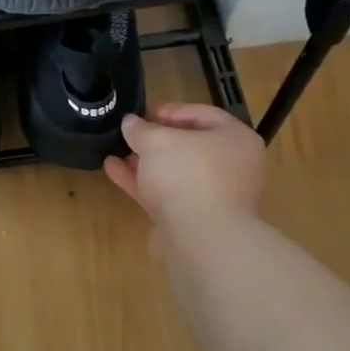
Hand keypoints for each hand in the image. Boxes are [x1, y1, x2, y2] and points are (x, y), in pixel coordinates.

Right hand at [103, 103, 264, 232]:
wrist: (201, 239)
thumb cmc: (188, 175)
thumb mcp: (157, 141)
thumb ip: (141, 129)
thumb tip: (131, 122)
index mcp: (236, 140)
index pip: (203, 115)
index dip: (170, 110)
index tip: (143, 113)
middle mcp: (231, 167)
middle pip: (190, 146)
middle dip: (156, 140)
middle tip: (131, 135)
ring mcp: (214, 196)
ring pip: (176, 173)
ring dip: (146, 163)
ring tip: (117, 152)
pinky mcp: (194, 220)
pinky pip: (166, 194)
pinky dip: (142, 182)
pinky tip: (114, 170)